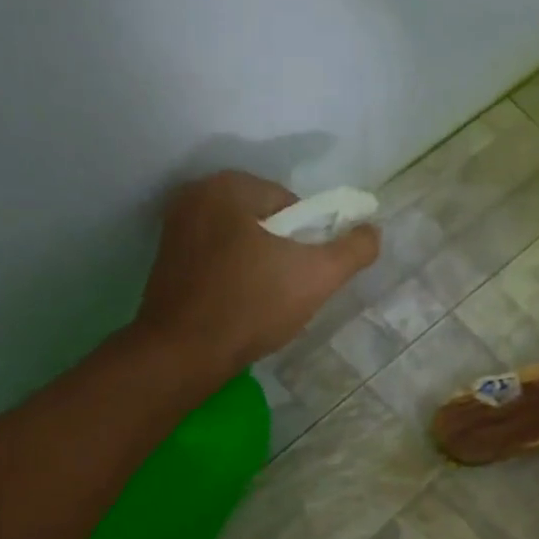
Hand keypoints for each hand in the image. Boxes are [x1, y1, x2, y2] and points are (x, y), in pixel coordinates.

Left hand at [134, 171, 379, 378]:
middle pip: (266, 221)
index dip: (310, 241)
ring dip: (260, 264)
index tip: (307, 274)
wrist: (184, 352)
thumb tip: (373, 231)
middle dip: (284, 252)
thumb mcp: (319, 276)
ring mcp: (175, 227)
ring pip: (241, 240)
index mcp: (229, 185)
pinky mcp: (166, 258)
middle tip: (291, 290)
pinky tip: (240, 305)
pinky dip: (234, 276)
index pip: (292, 205)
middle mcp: (196, 194)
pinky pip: (217, 258)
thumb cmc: (253, 305)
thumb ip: (353, 249)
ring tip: (266, 301)